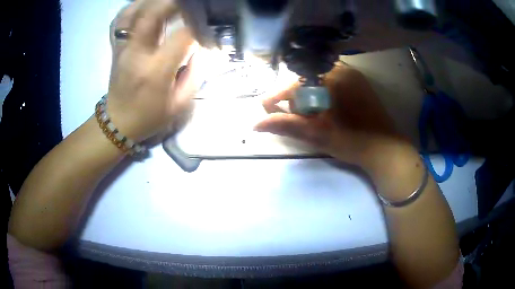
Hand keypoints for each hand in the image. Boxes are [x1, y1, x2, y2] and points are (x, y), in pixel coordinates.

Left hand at [106, 0, 197, 141]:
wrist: (118, 123)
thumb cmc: (149, 116)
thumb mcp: (179, 104)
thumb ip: (195, 74)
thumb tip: (201, 48)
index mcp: (155, 71)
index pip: (181, 36)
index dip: (198, 26)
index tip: (207, 25)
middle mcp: (136, 54)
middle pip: (152, 14)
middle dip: (174, 2)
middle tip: (189, 2)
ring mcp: (123, 48)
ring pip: (133, 12)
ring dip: (152, 1)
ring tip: (167, 1)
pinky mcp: (116, 47)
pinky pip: (121, 20)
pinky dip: (133, 7)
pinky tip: (146, 5)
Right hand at [256, 63, 411, 172]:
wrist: (386, 149)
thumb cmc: (352, 142)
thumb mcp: (316, 135)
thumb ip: (285, 125)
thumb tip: (256, 124)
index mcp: (330, 79)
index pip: (293, 84)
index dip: (277, 98)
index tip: (268, 111)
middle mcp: (341, 69)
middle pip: (305, 81)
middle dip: (296, 99)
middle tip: (300, 119)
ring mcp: (352, 74)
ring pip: (318, 80)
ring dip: (309, 96)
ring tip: (314, 116)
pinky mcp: (359, 82)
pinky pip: (332, 81)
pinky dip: (323, 93)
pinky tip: (327, 109)